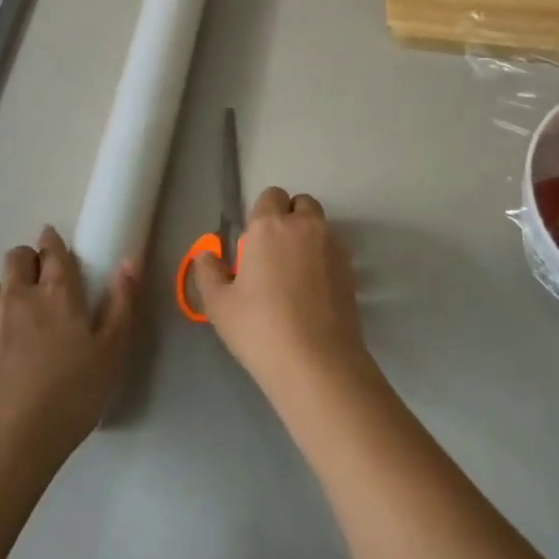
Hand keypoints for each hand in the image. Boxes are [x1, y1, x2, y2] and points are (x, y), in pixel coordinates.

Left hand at [0, 226, 141, 471]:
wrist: (7, 443)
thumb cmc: (70, 396)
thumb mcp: (112, 353)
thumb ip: (121, 303)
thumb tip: (128, 261)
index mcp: (57, 293)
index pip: (53, 250)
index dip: (53, 241)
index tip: (53, 241)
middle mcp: (17, 296)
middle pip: (16, 258)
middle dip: (27, 260)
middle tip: (39, 283)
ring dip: (6, 295)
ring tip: (17, 323)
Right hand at [191, 187, 376, 404]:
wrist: (317, 362)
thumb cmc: (260, 328)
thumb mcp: (219, 305)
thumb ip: (208, 272)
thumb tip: (207, 255)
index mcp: (269, 226)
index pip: (271, 196)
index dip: (262, 215)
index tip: (254, 243)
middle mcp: (305, 226)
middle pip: (301, 204)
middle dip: (290, 218)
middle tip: (274, 253)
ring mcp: (333, 246)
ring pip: (320, 226)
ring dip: (308, 237)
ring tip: (295, 274)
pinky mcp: (351, 270)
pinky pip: (333, 250)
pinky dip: (323, 259)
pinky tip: (313, 292)